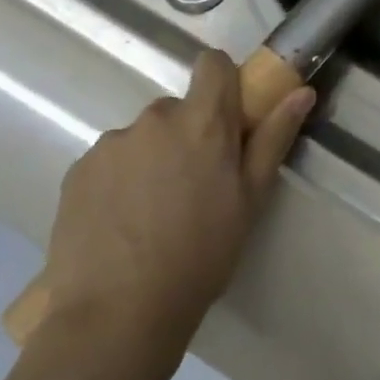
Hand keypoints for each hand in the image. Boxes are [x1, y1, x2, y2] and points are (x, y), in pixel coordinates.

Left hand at [34, 51, 313, 379]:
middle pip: (178, 108)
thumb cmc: (201, 255)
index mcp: (201, 123)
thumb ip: (274, 138)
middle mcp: (153, 120)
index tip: (229, 118)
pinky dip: (121, 180)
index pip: (212, 64)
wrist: (117, 314)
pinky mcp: (77, 171)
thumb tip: (302, 92)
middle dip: (189, 134)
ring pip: (143, 137)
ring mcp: (110, 144)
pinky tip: (123, 224)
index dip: (223, 82)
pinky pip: (111, 161)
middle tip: (196, 185)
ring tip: (155, 213)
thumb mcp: (250, 199)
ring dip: (154, 158)